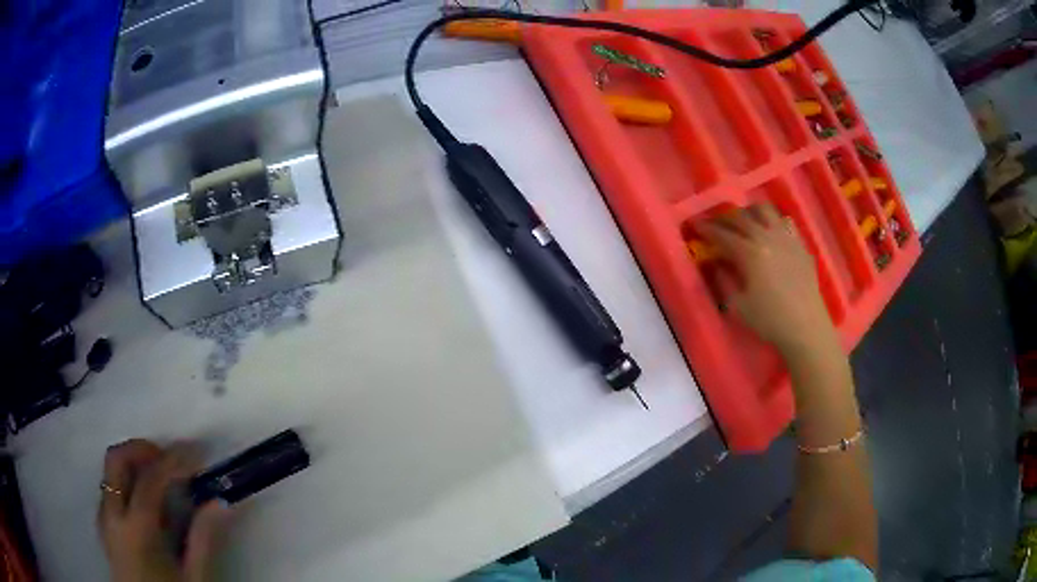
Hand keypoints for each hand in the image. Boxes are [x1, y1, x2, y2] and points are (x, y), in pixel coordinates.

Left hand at [98, 439, 230, 581]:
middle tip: (169, 457)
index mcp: (136, 529)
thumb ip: (203, 540)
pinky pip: (108, 490)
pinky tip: (144, 502)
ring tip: (159, 478)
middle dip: (142, 449)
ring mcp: (104, 519)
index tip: (195, 451)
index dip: (173, 460)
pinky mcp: (103, 527)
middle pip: (117, 460)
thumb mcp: (194, 578)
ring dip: (132, 464)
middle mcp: (112, 515)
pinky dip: (125, 483)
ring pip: (109, 473)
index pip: (150, 479)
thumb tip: (220, 503)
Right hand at [699, 203, 834, 354]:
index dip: (707, 230)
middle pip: (742, 218)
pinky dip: (773, 221)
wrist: (806, 328)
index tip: (695, 226)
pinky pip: (785, 222)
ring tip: (744, 220)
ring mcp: (787, 238)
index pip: (723, 235)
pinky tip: (770, 232)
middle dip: (724, 218)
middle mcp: (768, 238)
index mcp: (750, 253)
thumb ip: (724, 280)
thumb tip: (716, 263)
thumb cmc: (769, 321)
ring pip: (765, 211)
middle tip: (715, 224)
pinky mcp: (800, 245)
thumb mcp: (738, 306)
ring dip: (750, 212)